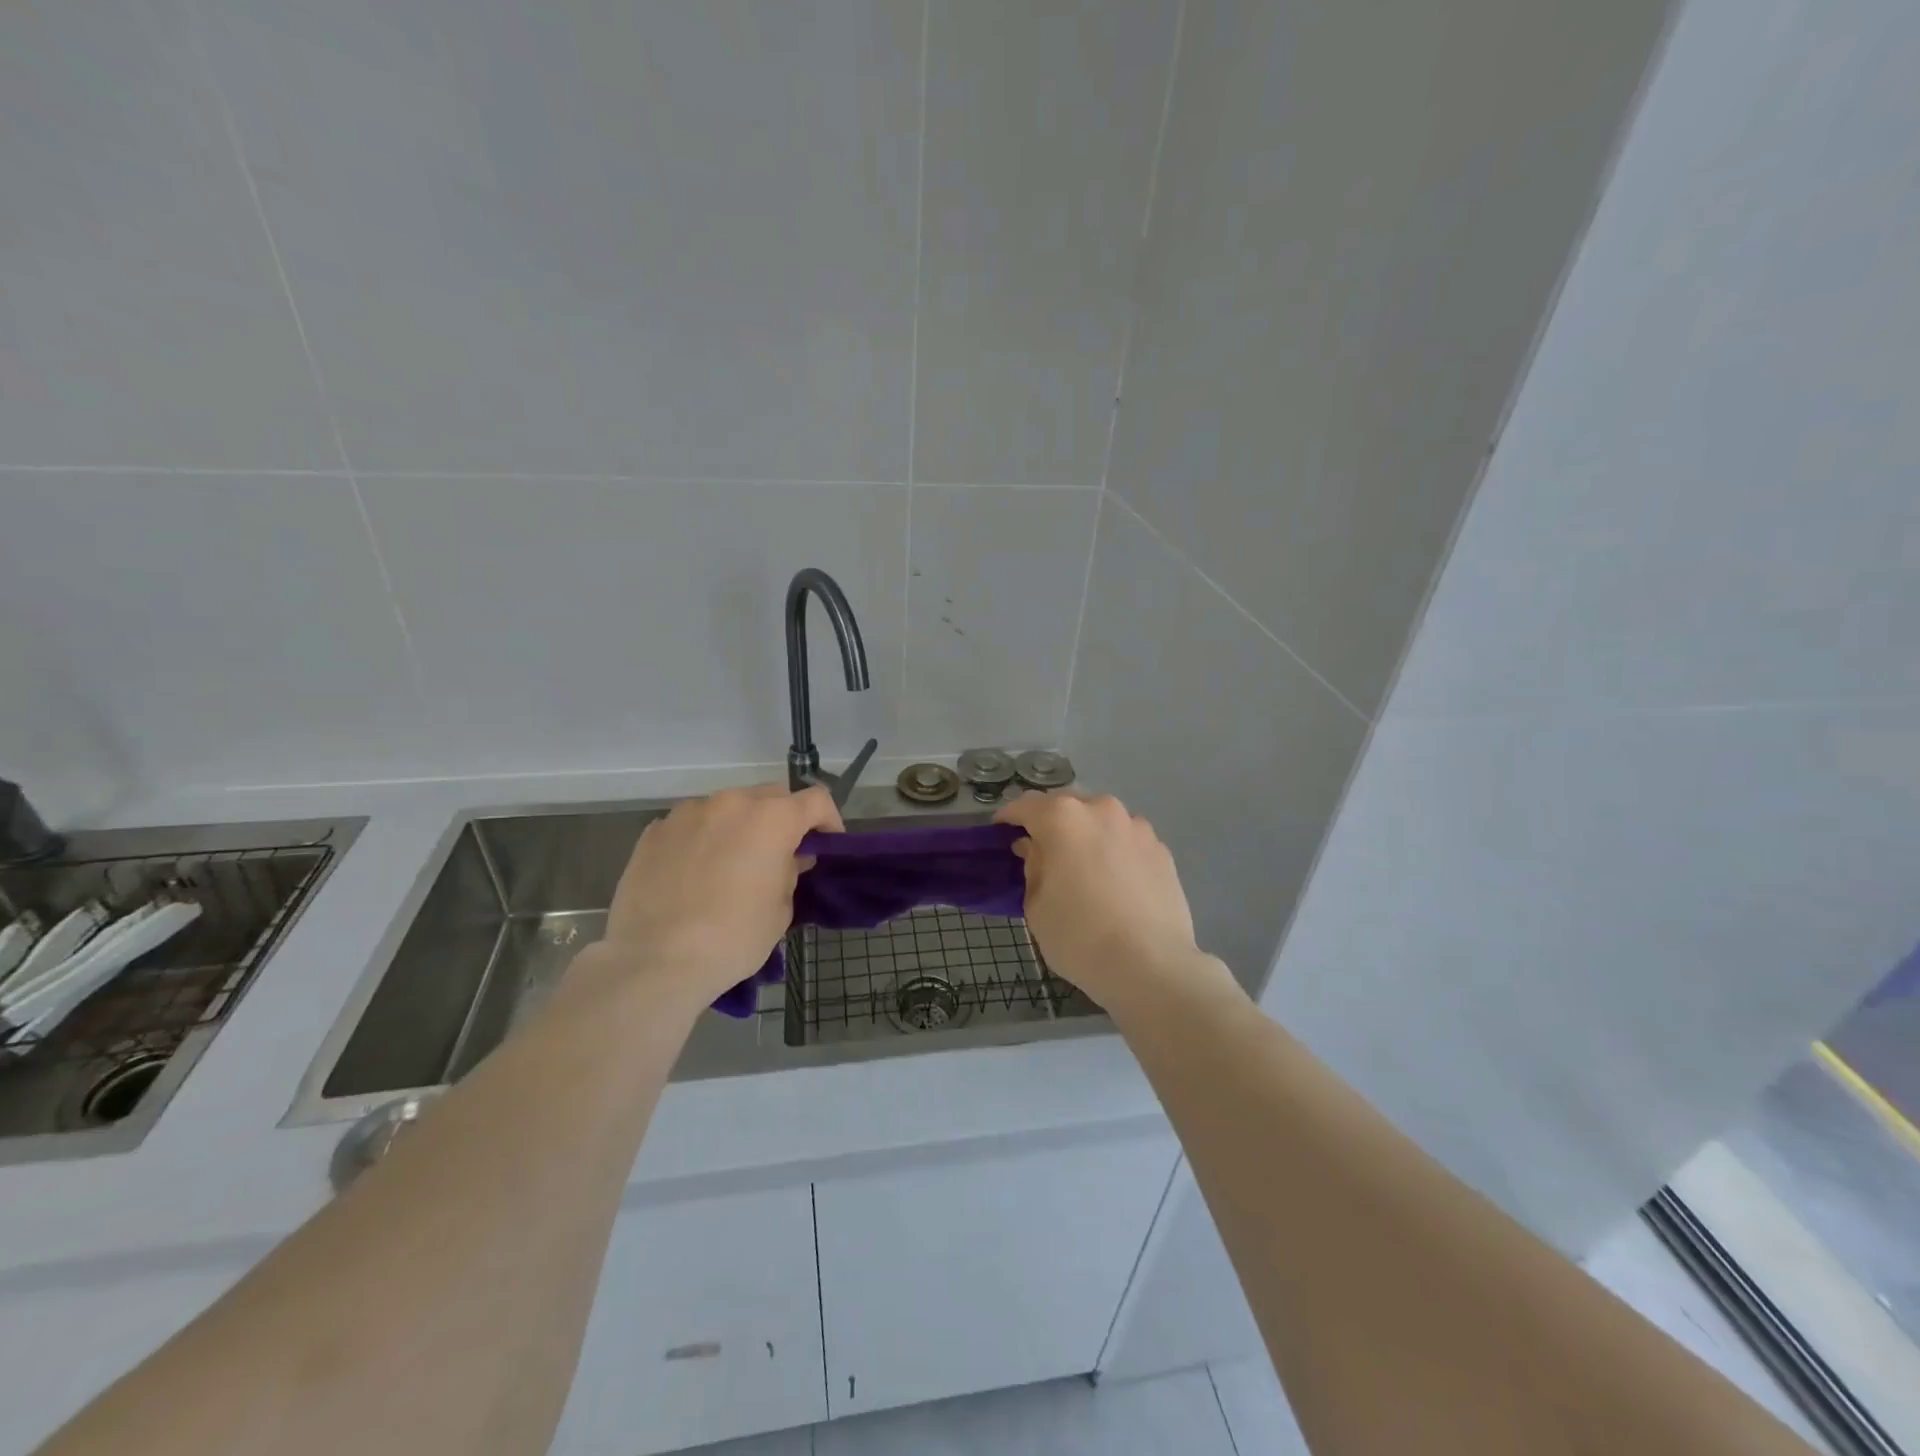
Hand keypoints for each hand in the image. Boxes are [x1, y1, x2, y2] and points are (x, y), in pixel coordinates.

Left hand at [595, 784, 842, 1002]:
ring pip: (727, 808)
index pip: (816, 800)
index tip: (824, 846)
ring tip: (730, 864)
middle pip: (770, 796)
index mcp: (772, 819)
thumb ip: (789, 872)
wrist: (655, 960)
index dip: (828, 820)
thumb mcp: (780, 910)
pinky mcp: (655, 830)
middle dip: (781, 820)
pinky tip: (693, 873)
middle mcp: (732, 803)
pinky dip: (701, 839)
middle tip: (777, 856)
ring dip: (738, 827)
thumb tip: (786, 859)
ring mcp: (689, 813)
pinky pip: (691, 825)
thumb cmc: (733, 937)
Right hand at [993, 792, 1206, 1006]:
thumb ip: (1033, 867)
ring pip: (1101, 820)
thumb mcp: (1037, 906)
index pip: (1025, 806)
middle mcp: (1102, 810)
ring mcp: (1137, 828)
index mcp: (1063, 818)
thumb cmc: (1079, 936)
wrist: (1151, 966)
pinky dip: (1115, 851)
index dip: (1009, 818)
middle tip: (1042, 850)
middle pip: (1067, 806)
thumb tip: (1035, 849)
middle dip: (1051, 822)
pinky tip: (1115, 881)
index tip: (1001, 832)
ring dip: (1087, 834)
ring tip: (1083, 865)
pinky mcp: (1162, 850)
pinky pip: (1127, 841)